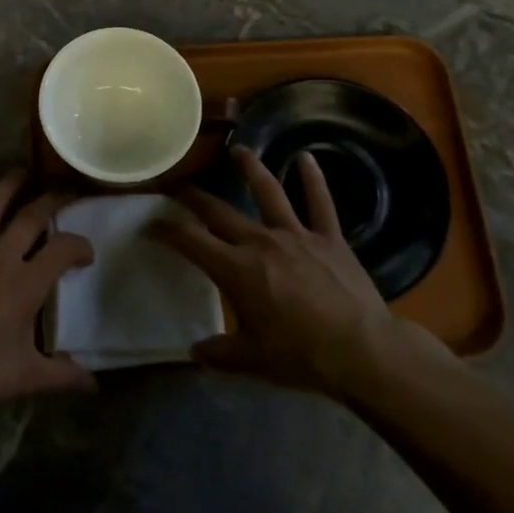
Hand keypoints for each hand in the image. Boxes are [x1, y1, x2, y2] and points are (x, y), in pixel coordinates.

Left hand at [0, 171, 96, 411]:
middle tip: (65, 190)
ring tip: (20, 170)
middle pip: (30, 219)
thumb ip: (62, 376)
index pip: (62, 251)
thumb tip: (94, 383)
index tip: (86, 253)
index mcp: (25, 284)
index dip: (80, 246)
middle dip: (51, 201)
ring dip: (6, 187)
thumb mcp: (24, 377)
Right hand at [152, 148, 429, 399]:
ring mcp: (296, 235)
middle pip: (219, 212)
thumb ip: (219, 354)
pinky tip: (307, 158)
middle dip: (194, 198)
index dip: (166, 230)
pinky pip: (320, 203)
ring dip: (250, 169)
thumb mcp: (252, 362)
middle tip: (179, 187)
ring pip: (268, 193)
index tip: (150, 225)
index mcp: (236, 270)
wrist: (363, 351)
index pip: (190, 241)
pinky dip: (313, 179)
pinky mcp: (328, 238)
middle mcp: (260, 242)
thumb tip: (195, 353)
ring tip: (238, 150)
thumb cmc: (302, 357)